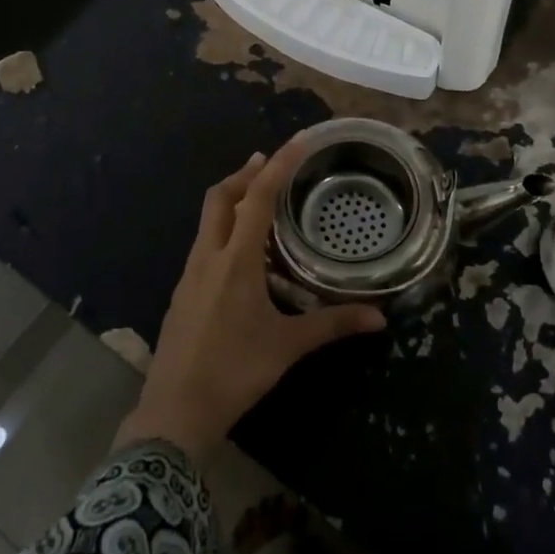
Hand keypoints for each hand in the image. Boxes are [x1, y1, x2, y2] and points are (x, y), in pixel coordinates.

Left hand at [113, 134, 386, 463]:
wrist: (174, 412)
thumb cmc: (234, 372)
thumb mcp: (288, 347)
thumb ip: (332, 326)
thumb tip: (380, 319)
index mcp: (236, 261)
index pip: (257, 198)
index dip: (278, 165)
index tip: (296, 141)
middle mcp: (208, 257)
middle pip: (220, 197)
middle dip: (244, 174)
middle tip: (269, 164)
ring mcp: (189, 275)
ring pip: (207, 221)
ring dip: (231, 201)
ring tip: (259, 203)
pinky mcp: (181, 293)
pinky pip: (203, 245)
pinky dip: (223, 231)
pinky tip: (242, 256)